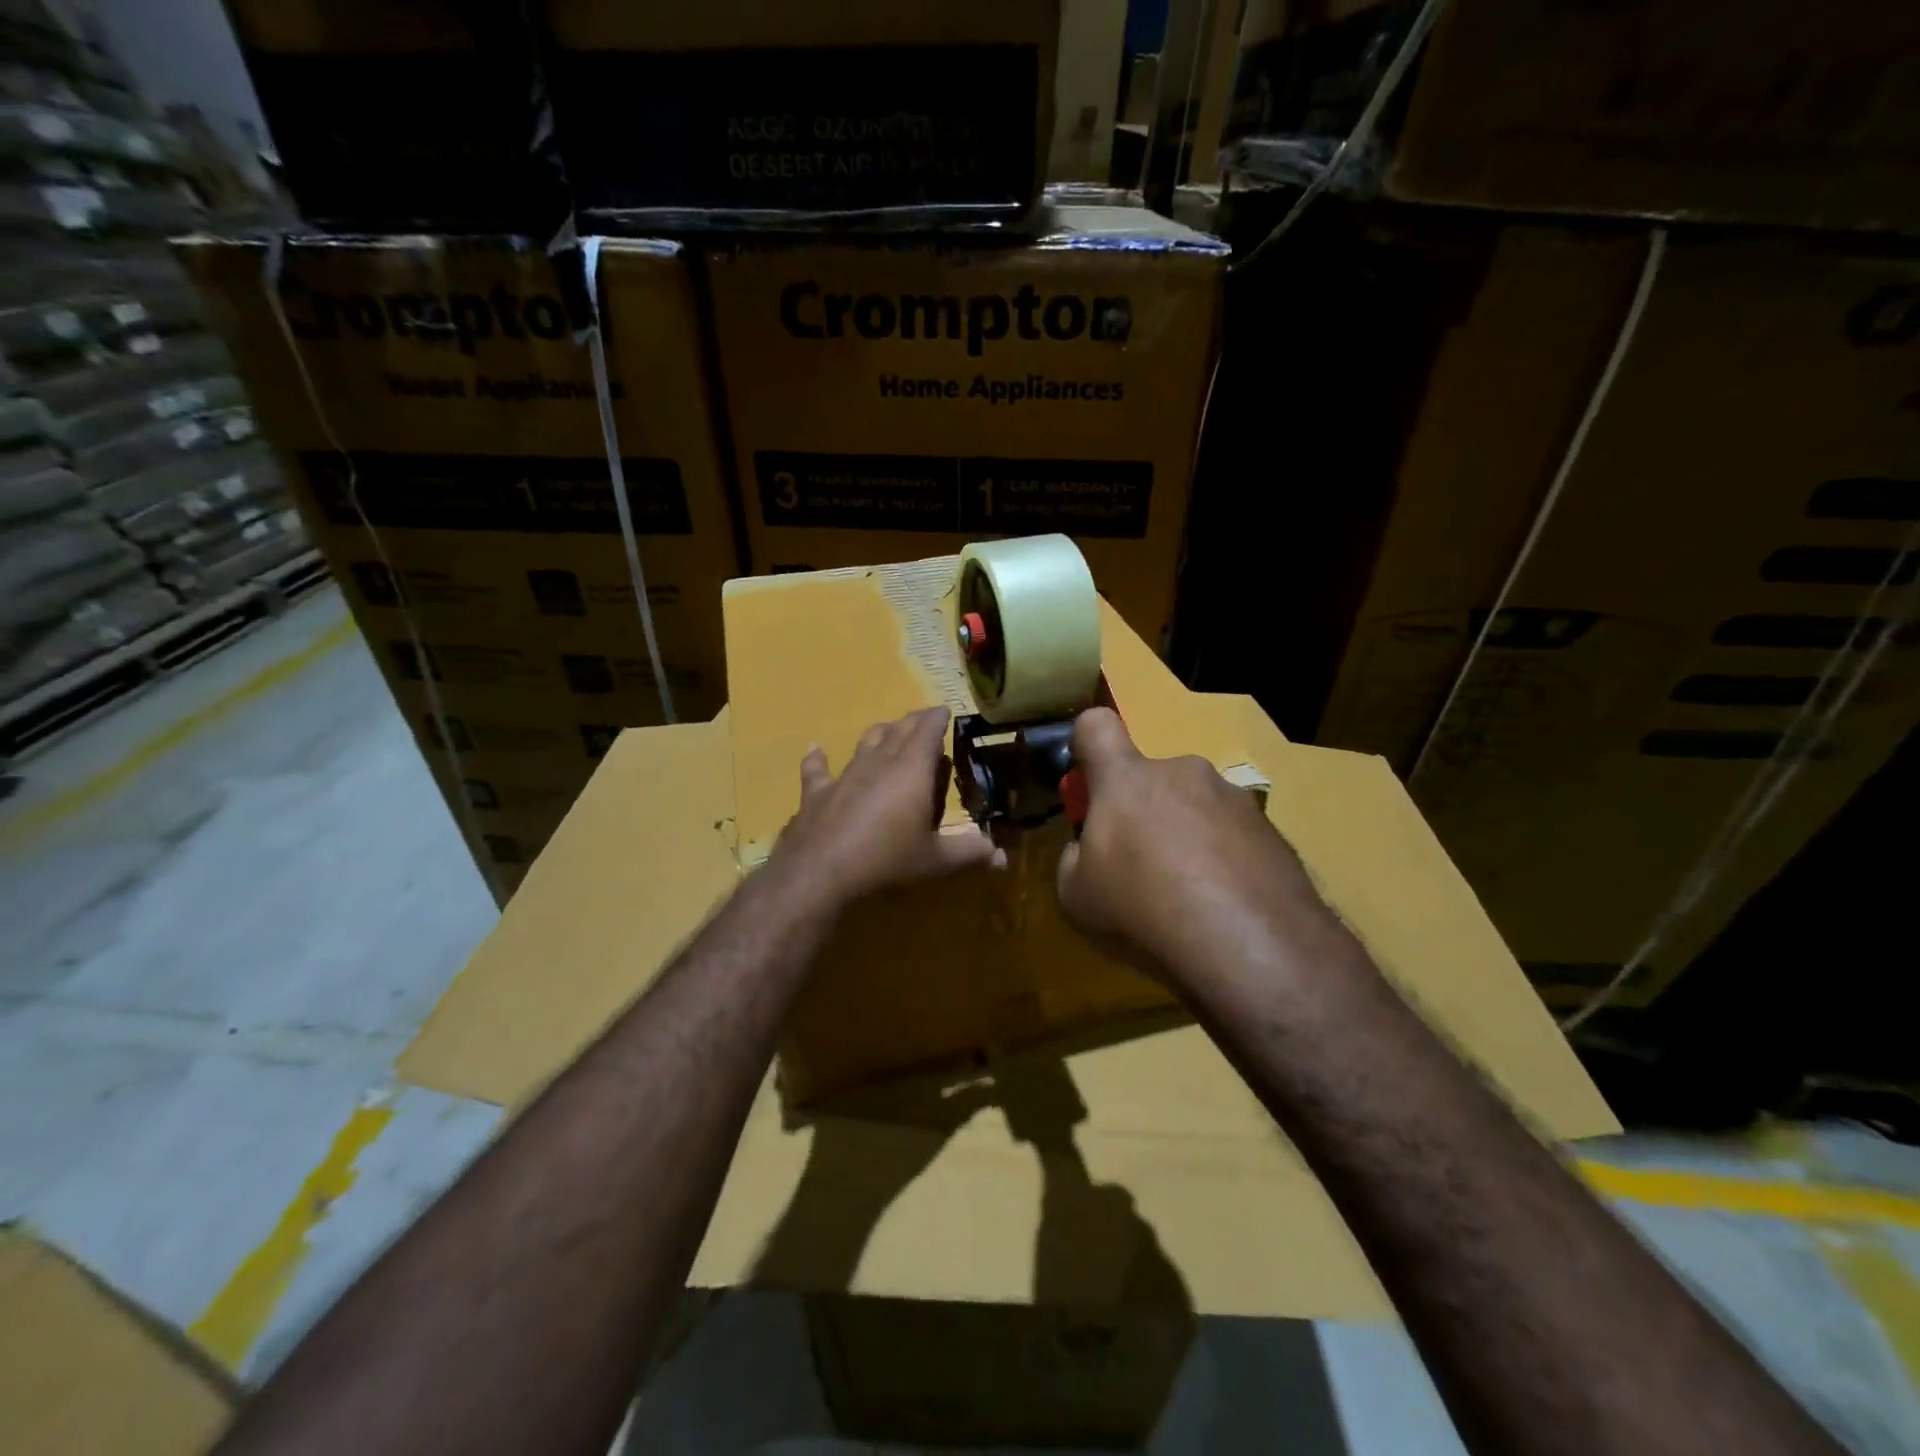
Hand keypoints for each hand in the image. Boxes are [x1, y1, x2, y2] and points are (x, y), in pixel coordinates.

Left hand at [772, 706, 998, 906]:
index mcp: (912, 771)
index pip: (928, 731)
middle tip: (924, 719)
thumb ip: (969, 853)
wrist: (820, 875)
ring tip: (888, 729)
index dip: (937, 719)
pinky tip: (815, 749)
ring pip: (865, 743)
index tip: (945, 710)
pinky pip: (818, 769)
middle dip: (913, 722)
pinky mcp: (816, 793)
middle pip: (898, 731)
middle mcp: (879, 763)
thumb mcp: (935, 861)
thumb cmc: (886, 862)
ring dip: (880, 733)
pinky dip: (818, 758)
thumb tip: (1002, 858)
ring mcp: (845, 775)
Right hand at [1056, 708, 1333, 990]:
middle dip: (1142, 810)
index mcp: (1127, 779)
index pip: (1096, 726)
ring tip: (1190, 897)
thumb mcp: (1075, 895)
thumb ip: (1075, 858)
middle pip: (1151, 776)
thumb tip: (1088, 851)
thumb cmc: (1141, 908)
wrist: (1248, 944)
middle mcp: (1183, 773)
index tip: (1088, 782)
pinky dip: (1225, 861)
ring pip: (1196, 806)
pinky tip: (1225, 907)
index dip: (1085, 743)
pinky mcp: (1274, 831)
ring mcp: (1234, 798)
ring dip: (1186, 836)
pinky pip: (1234, 836)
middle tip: (1141, 867)